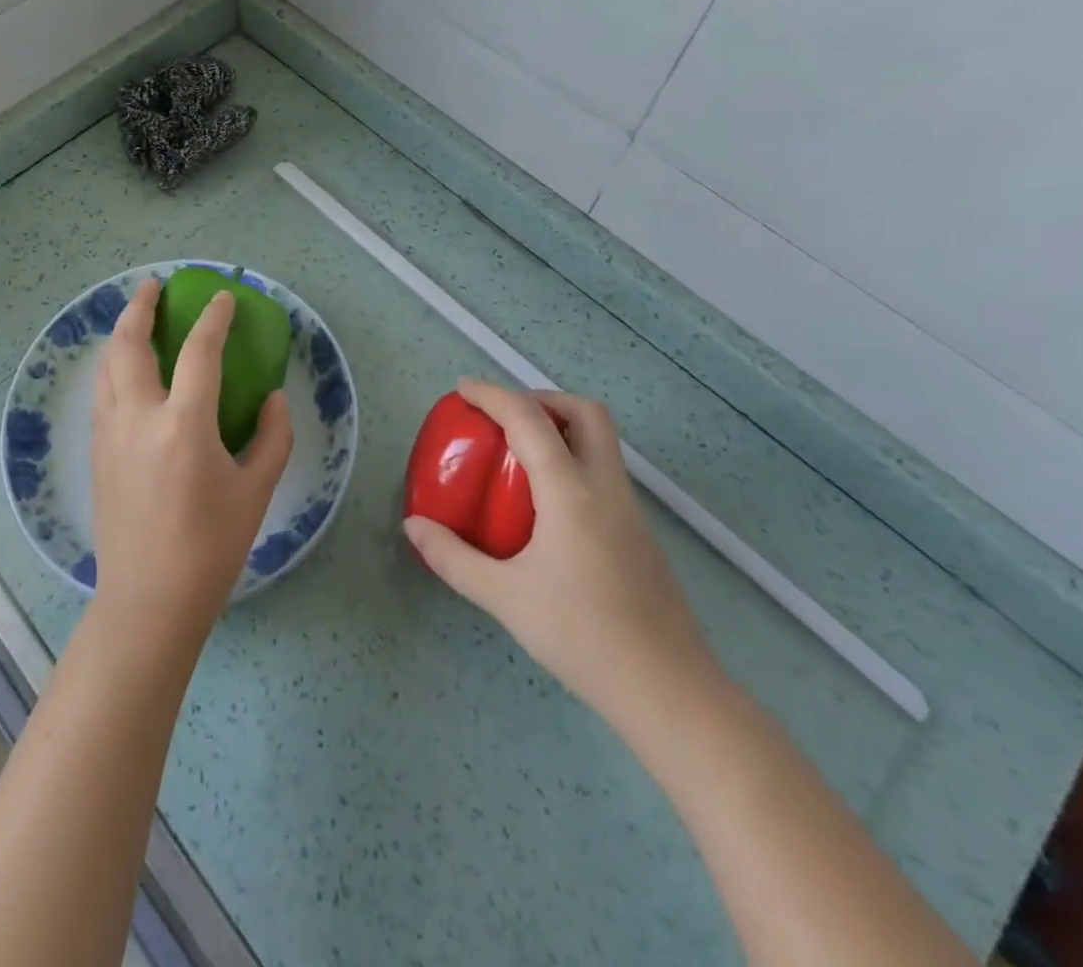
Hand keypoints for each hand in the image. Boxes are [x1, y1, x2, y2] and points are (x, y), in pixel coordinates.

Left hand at [89, 278, 293, 631]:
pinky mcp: (95, 453)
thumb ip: (272, 437)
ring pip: (107, 367)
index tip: (222, 298)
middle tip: (155, 287)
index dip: (213, 319)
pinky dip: (113, 367)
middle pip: (129, 345)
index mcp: (183, 425)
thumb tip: (272, 399)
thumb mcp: (257, 490)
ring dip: (120, 334)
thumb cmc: (211, 547)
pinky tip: (126, 371)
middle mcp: (138, 418)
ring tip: (135, 319)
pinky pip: (101, 393)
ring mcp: (109, 434)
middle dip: (140, 308)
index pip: (199, 352)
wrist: (149, 600)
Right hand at [402, 380, 719, 731]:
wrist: (669, 692)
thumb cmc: (582, 637)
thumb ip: (453, 558)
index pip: (529, 420)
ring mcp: (630, 510)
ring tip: (517, 455)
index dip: (493, 395)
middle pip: (586, 412)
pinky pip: (603, 473)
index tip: (463, 390)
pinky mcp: (639, 534)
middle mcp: (606, 488)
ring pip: (601, 441)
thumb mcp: (505, 598)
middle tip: (504, 419)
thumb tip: (413, 525)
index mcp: (571, 492)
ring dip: (560, 428)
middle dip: (542, 399)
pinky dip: (572, 461)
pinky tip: (544, 505)